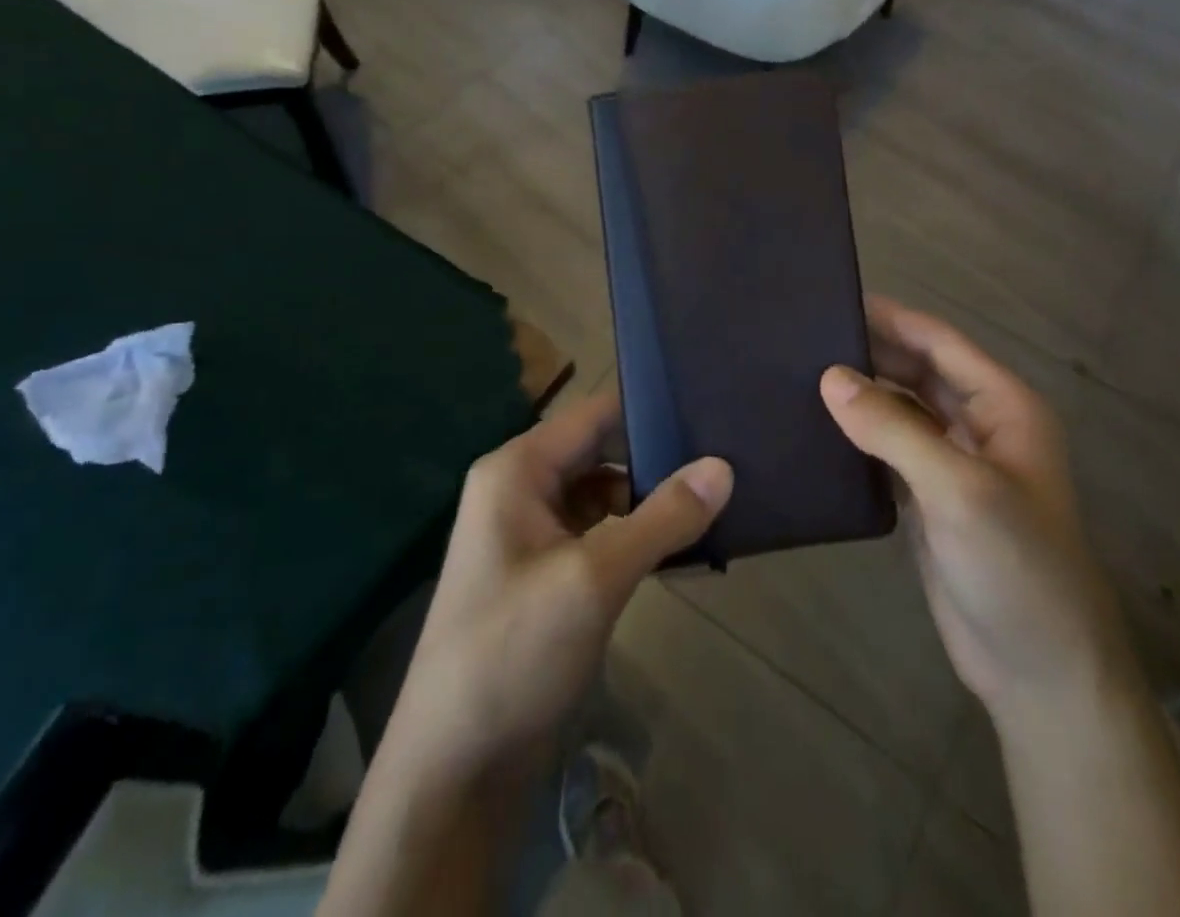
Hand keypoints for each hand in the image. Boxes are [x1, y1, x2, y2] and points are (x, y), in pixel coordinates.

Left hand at [380, 390, 732, 783]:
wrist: (452, 772)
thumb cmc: (513, 654)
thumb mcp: (594, 578)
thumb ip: (662, 517)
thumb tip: (723, 466)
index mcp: (517, 470)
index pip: (594, 414)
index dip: (648, 407)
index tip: (709, 408)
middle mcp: (521, 489)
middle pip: (600, 452)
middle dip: (657, 457)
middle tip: (727, 456)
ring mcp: (532, 535)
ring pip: (603, 495)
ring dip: (651, 501)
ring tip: (717, 499)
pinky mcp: (546, 575)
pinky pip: (598, 535)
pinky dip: (636, 537)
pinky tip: (683, 548)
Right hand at [820, 296, 1131, 723]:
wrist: (1040, 673)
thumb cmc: (1016, 567)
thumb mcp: (959, 489)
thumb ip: (894, 429)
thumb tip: (829, 377)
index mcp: (1002, 406)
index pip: (938, 342)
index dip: (890, 317)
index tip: (832, 300)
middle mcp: (979, 425)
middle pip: (917, 370)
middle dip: (869, 352)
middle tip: (804, 337)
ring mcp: (953, 463)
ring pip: (900, 409)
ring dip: (860, 393)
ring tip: (799, 374)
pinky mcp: (929, 499)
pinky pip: (888, 450)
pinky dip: (857, 435)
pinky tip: (815, 428)